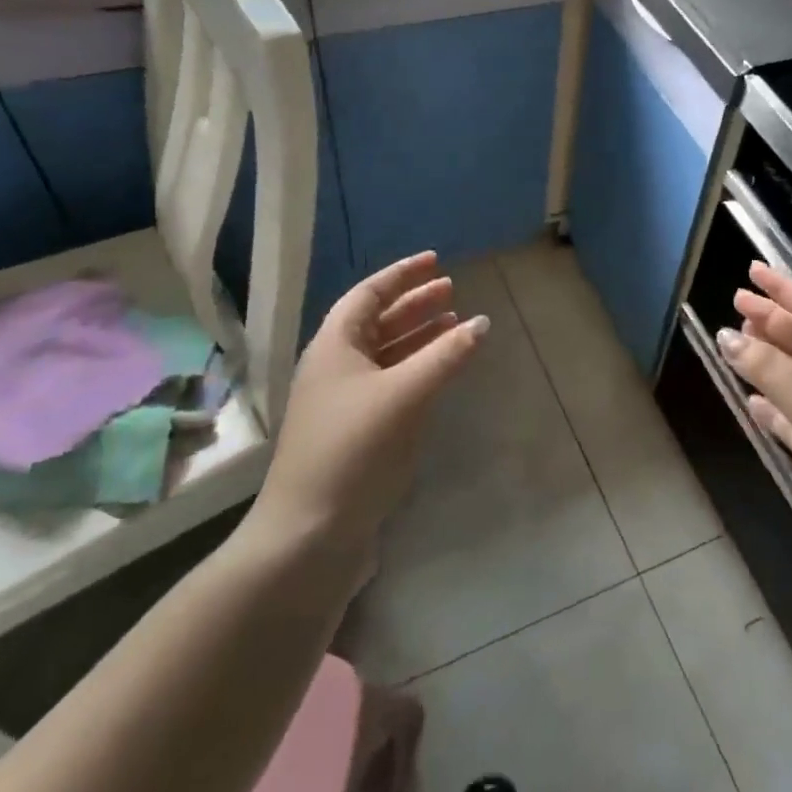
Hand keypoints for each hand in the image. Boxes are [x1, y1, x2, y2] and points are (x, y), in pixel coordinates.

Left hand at [251, 251, 487, 550]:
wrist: (309, 531)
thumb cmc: (353, 449)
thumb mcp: (403, 396)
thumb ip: (445, 357)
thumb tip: (482, 322)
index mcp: (335, 345)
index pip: (369, 294)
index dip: (403, 275)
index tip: (435, 260)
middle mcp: (336, 366)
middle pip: (377, 321)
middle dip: (414, 303)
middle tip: (452, 290)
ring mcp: (344, 400)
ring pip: (385, 353)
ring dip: (418, 336)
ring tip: (453, 324)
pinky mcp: (355, 430)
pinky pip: (390, 382)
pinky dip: (416, 369)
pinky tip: (438, 372)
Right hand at [718, 262, 791, 573]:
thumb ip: (766, 367)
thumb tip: (725, 336)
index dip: (783, 288)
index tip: (752, 271)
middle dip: (770, 319)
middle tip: (735, 304)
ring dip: (766, 358)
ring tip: (734, 344)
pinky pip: (789, 414)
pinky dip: (769, 404)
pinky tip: (750, 401)